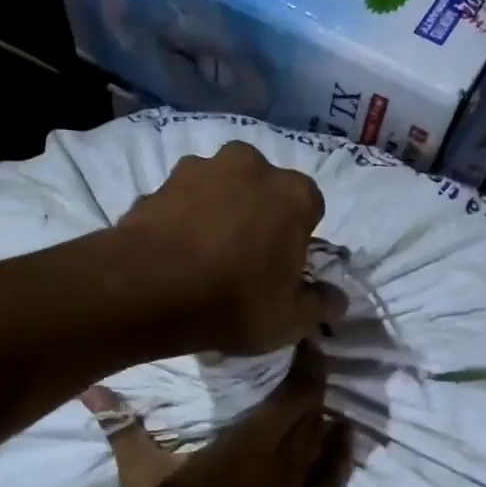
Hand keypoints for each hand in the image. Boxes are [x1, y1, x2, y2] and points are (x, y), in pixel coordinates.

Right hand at [85, 345, 351, 486]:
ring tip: (312, 385)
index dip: (307, 361)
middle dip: (313, 377)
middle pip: (314, 408)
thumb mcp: (141, 480)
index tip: (301, 336)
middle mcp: (286, 460)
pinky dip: (339, 449)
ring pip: (323, 437)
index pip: (297, 392)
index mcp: (253, 445)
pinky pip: (331, 473)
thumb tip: (92, 390)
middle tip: (300, 352)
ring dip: (321, 408)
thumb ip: (123, 430)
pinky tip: (342, 434)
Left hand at [113, 142, 344, 355]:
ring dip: (218, 211)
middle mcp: (250, 166)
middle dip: (258, 215)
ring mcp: (200, 168)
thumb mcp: (289, 320)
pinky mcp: (159, 182)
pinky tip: (173, 253)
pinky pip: (182, 202)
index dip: (298, 239)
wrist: (148, 289)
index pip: (310, 208)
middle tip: (244, 259)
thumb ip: (320, 305)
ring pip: (220, 189)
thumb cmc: (234, 302)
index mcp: (293, 193)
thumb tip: (337, 299)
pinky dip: (182, 219)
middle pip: (264, 190)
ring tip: (203, 255)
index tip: (283, 268)